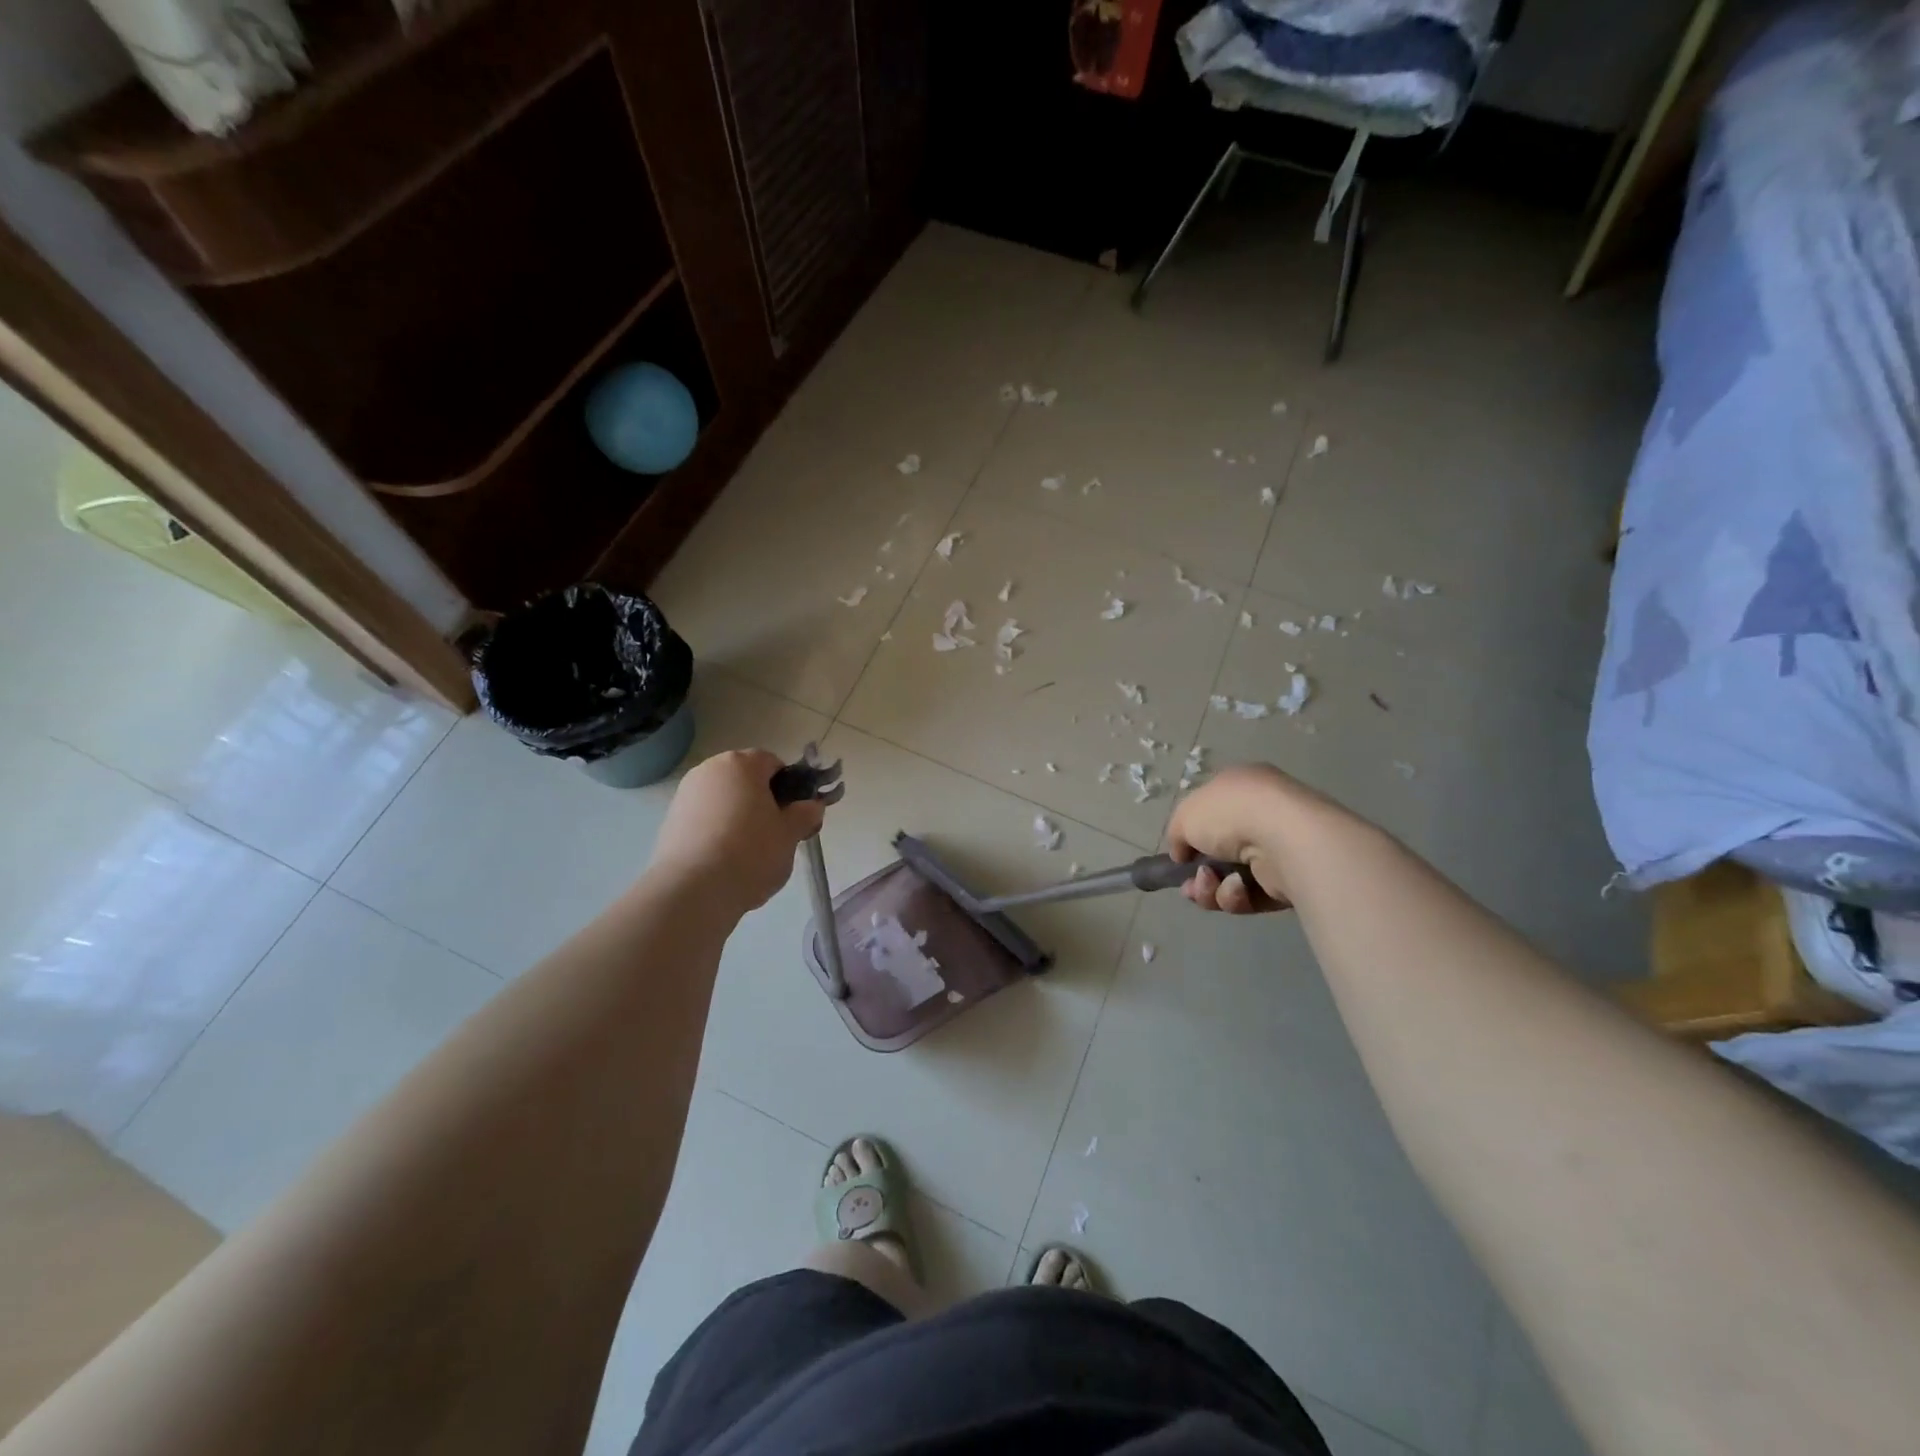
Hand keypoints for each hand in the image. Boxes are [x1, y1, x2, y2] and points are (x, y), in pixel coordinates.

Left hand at [653, 750, 826, 914]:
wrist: (693, 891)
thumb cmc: (750, 852)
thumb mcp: (790, 834)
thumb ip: (805, 814)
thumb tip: (811, 806)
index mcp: (741, 764)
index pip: (773, 763)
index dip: (789, 787)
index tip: (794, 814)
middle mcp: (709, 770)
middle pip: (745, 780)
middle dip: (761, 801)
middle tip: (775, 834)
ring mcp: (685, 794)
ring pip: (723, 800)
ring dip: (738, 816)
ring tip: (748, 853)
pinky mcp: (670, 821)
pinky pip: (704, 819)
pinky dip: (717, 831)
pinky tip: (723, 860)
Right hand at [1166, 764, 1305, 914]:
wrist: (1284, 837)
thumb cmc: (1230, 814)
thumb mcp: (1184, 815)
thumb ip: (1176, 834)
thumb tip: (1182, 854)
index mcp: (1240, 788)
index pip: (1211, 814)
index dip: (1191, 836)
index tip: (1179, 856)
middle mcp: (1260, 816)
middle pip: (1218, 854)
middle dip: (1198, 875)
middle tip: (1189, 886)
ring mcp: (1277, 850)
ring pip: (1230, 879)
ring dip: (1211, 888)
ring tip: (1210, 885)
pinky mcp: (1289, 882)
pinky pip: (1251, 895)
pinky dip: (1237, 895)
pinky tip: (1237, 888)